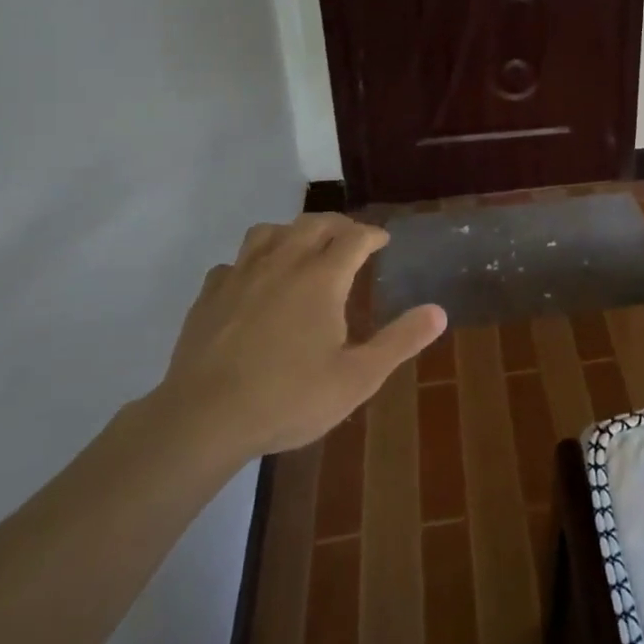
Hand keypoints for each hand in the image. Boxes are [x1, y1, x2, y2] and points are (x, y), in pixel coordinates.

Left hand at [150, 214, 445, 460]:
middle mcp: (282, 262)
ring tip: (301, 248)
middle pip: (313, 224)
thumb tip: (439, 311)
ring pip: (269, 232)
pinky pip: (233, 263)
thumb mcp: (358, 378)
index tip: (382, 240)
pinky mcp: (209, 295)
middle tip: (350, 238)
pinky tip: (253, 282)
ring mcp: (241, 275)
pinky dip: (250, 263)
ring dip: (291, 232)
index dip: (372, 234)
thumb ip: (400, 341)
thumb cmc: (289, 398)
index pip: (354, 237)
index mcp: (321, 277)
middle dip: (337, 225)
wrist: (204, 419)